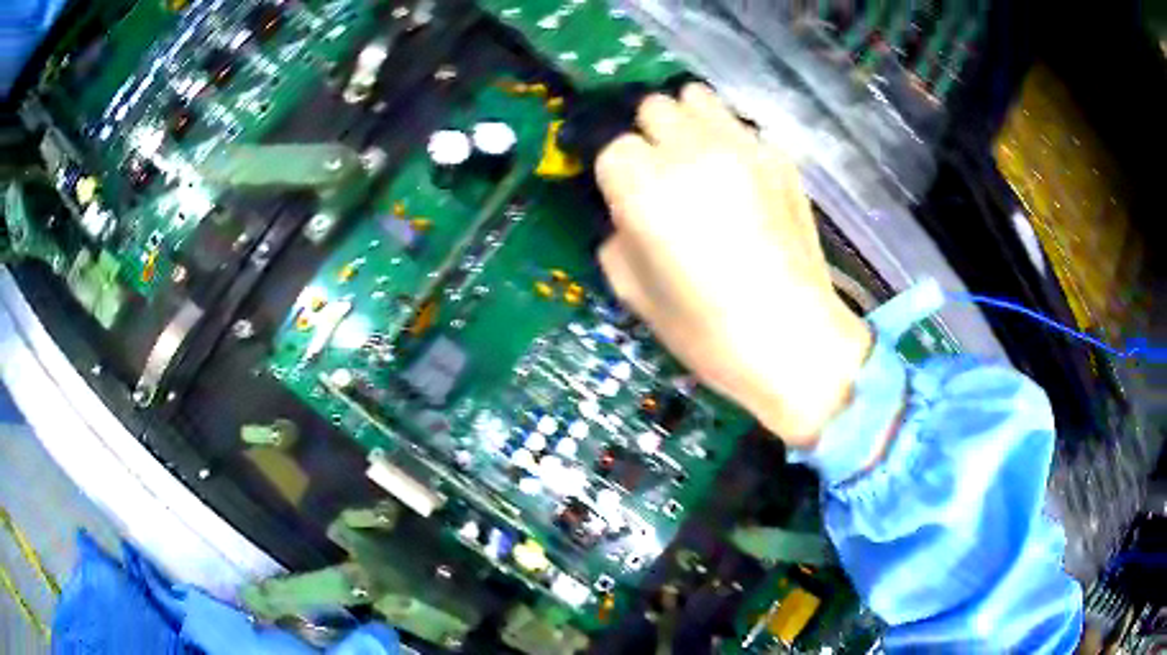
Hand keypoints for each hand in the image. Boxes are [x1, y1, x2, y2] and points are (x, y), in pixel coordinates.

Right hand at [594, 84, 871, 447]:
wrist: (794, 339)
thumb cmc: (706, 330)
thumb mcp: (633, 292)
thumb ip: (616, 236)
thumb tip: (625, 211)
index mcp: (645, 186)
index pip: (612, 147)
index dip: (617, 175)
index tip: (627, 199)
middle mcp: (690, 151)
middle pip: (653, 107)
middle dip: (649, 136)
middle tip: (662, 174)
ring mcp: (741, 146)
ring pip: (697, 98)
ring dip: (687, 122)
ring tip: (697, 161)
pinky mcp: (779, 155)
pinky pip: (739, 126)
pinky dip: (728, 140)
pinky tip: (739, 179)